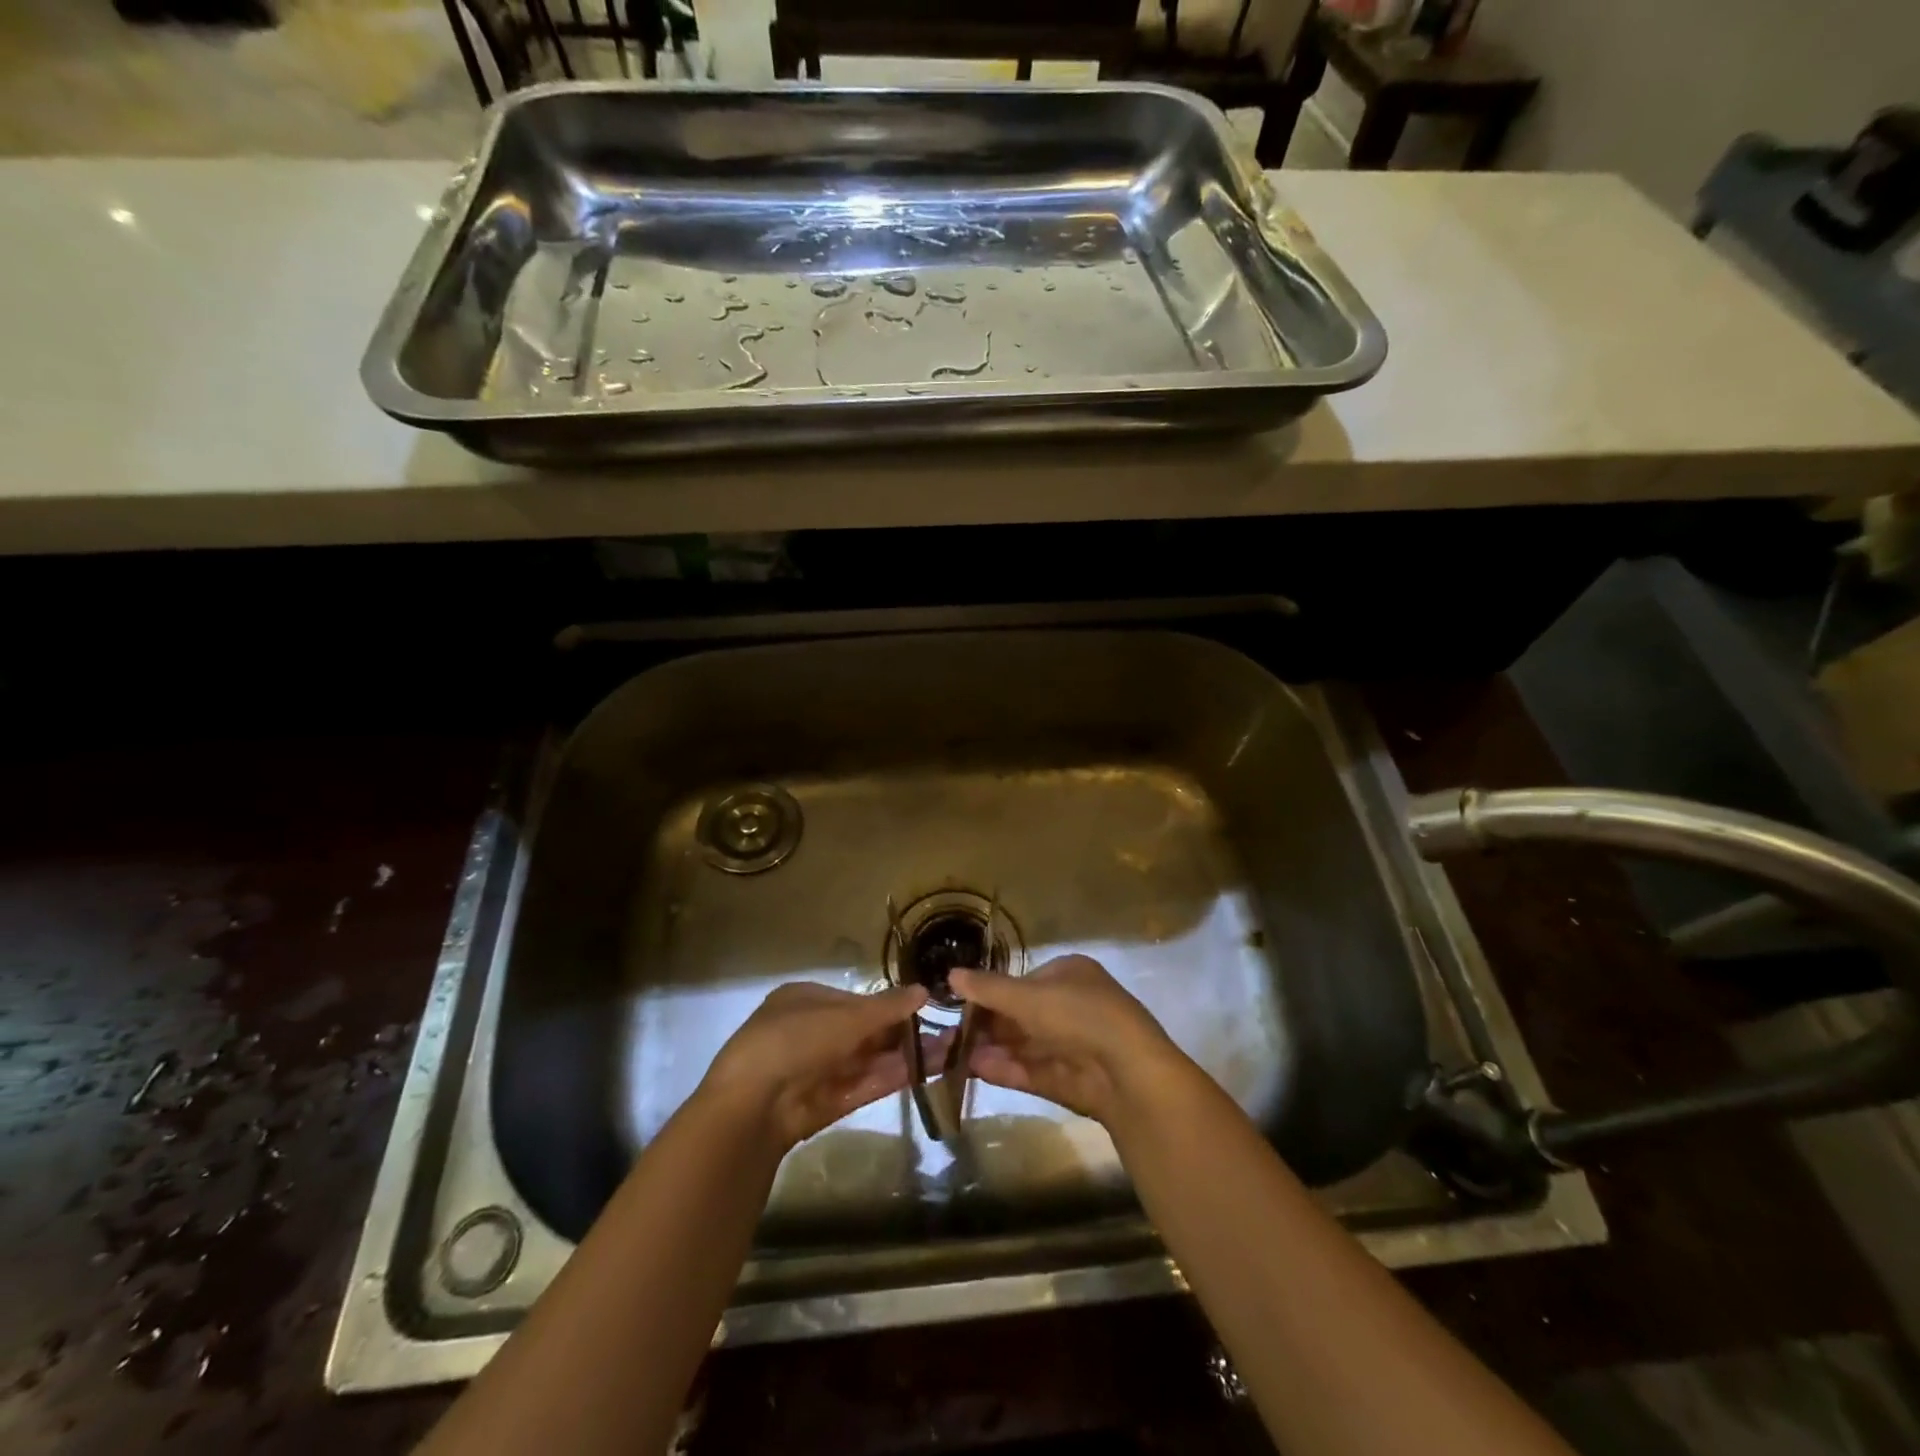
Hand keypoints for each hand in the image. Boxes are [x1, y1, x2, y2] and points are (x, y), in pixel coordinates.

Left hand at [701, 982, 927, 1153]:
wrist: (751, 1105)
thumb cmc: (795, 1040)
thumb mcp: (845, 1017)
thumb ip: (886, 1007)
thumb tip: (924, 991)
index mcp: (804, 1000)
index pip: (854, 1001)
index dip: (887, 1005)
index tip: (922, 1009)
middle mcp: (810, 1033)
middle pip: (863, 1032)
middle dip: (901, 1034)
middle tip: (944, 1033)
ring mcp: (816, 1071)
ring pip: (867, 1060)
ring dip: (903, 1057)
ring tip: (946, 1053)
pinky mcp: (823, 1104)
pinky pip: (862, 1085)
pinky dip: (890, 1078)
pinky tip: (924, 1073)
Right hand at [950, 954, 1196, 1128]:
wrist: (1129, 1072)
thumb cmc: (1079, 1015)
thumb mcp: (1028, 996)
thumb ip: (989, 989)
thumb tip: (950, 974)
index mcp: (1070, 974)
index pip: (1023, 981)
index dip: (992, 993)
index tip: (960, 1005)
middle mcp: (1072, 1006)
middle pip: (1021, 1015)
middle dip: (988, 1026)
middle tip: (950, 1035)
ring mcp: (1072, 1045)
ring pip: (1024, 1045)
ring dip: (991, 1049)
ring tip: (953, 1056)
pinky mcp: (1070, 1079)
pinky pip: (1031, 1070)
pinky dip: (1005, 1068)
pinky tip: (976, 1069)